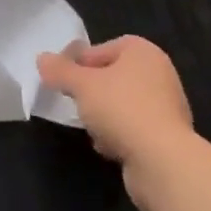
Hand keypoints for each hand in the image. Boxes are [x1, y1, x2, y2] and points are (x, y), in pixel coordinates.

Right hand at [37, 36, 193, 210]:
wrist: (162, 162)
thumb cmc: (121, 109)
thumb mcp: (81, 85)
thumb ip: (59, 70)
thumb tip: (42, 58)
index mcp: (143, 52)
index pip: (103, 48)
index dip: (80, 62)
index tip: (65, 80)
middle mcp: (159, 74)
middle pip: (113, 77)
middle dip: (92, 92)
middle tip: (76, 103)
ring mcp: (167, 107)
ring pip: (122, 105)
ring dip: (104, 117)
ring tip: (92, 129)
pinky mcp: (168, 138)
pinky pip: (135, 129)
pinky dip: (120, 136)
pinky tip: (110, 147)